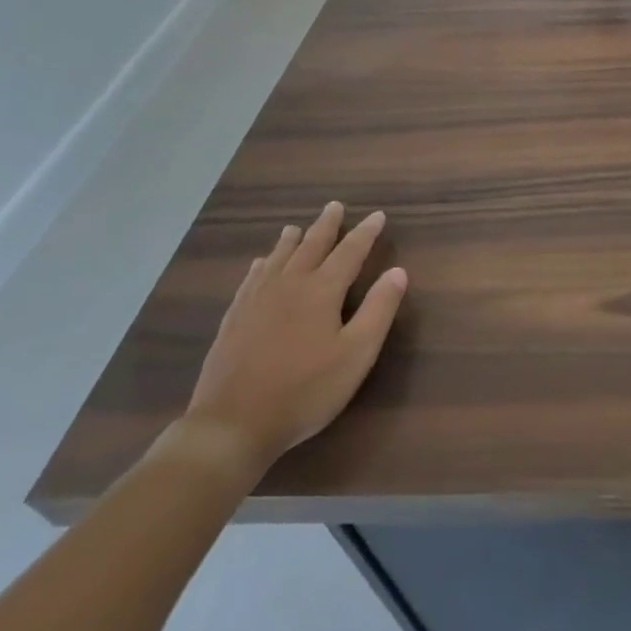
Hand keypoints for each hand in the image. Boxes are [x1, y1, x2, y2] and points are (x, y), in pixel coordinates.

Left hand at [181, 203, 406, 474]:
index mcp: (321, 291)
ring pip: (278, 259)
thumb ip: (379, 310)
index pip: (349, 252)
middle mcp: (289, 285)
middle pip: (311, 246)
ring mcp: (256, 301)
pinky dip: (262, 265)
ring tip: (296, 227)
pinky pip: (251, 279)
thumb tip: (398, 271)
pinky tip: (261, 264)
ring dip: (292, 240)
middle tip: (334, 206)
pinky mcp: (234, 319)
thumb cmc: (305, 390)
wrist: (232, 424)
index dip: (366, 233)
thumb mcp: (356, 353)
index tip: (378, 215)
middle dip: (326, 226)